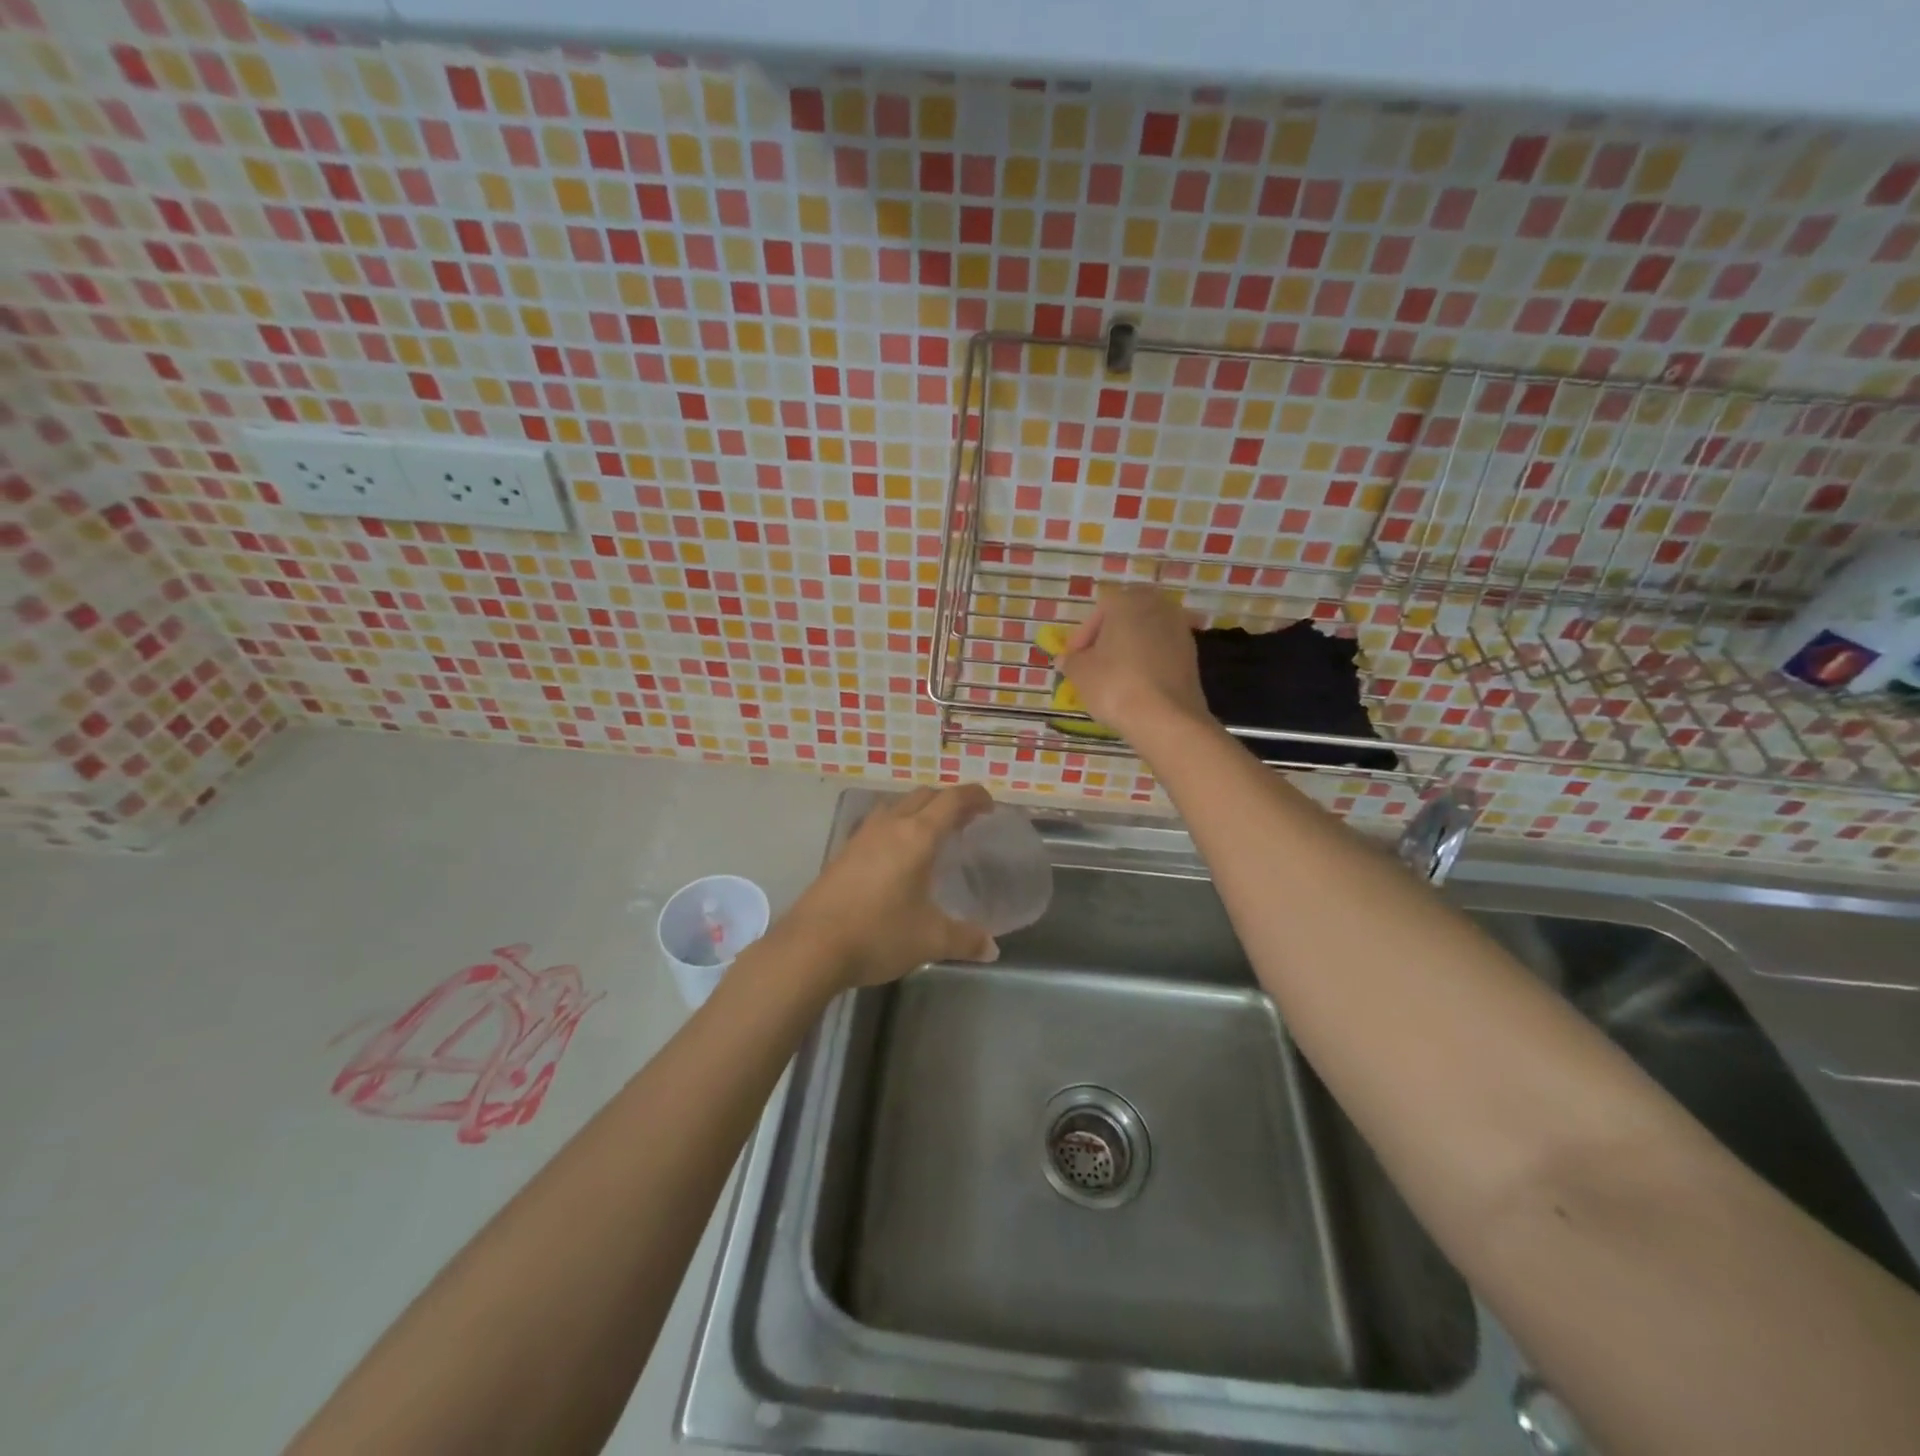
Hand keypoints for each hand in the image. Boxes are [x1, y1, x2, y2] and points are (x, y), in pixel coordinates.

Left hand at [779, 785, 999, 988]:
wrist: (811, 947)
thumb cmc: (878, 934)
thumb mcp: (930, 940)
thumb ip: (965, 939)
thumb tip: (991, 948)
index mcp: (917, 836)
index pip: (951, 800)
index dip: (974, 796)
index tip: (989, 806)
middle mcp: (889, 826)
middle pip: (923, 796)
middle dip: (947, 801)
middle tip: (965, 821)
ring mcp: (861, 837)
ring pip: (896, 806)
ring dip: (918, 810)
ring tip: (931, 834)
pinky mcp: (842, 853)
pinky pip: (877, 825)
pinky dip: (895, 827)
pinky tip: (895, 856)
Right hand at [1058, 586, 1210, 737]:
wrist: (1166, 717)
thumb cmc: (1114, 684)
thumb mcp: (1080, 672)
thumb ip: (1071, 660)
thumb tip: (1067, 659)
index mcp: (1127, 600)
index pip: (1098, 612)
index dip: (1082, 638)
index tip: (1073, 660)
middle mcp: (1157, 606)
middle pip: (1124, 620)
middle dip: (1107, 640)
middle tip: (1093, 665)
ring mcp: (1179, 629)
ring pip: (1144, 636)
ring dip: (1128, 652)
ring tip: (1113, 678)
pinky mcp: (1192, 655)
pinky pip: (1160, 654)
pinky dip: (1146, 664)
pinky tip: (1136, 686)